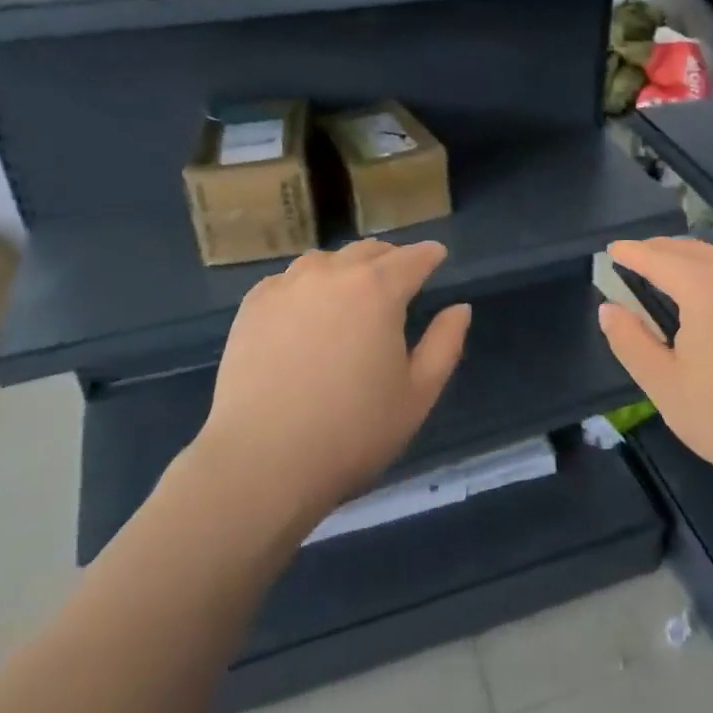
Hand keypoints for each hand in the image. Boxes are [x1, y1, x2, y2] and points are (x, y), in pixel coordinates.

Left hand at [182, 240, 471, 533]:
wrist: (261, 461)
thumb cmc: (353, 432)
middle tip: (399, 277)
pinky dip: (306, 286)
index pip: (413, 258)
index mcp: (378, 290)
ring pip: (324, 262)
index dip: (430, 255)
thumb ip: (445, 344)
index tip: (437, 256)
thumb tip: (460, 309)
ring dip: (346, 269)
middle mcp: (332, 275)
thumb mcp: (418, 395)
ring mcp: (286, 287)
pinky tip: (306, 311)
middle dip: (390, 258)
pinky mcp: (252, 307)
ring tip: (351, 292)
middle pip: (368, 251)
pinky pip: (287, 281)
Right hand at [599, 238, 712, 504]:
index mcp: (706, 287)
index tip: (612, 249)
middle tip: (635, 256)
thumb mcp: (665, 385)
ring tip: (671, 269)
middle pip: (693, 249)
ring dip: (692, 256)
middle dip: (660, 249)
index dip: (632, 253)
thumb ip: (630, 341)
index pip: (658, 258)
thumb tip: (608, 309)